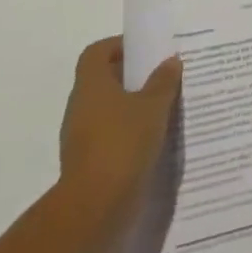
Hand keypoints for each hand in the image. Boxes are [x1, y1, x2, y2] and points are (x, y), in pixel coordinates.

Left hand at [58, 37, 182, 214]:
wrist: (96, 207)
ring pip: (109, 108)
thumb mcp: (153, 106)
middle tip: (165, 73)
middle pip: (104, 79)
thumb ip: (163, 81)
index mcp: (91, 86)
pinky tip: (157, 134)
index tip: (147, 50)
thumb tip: (170, 61)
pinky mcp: (90, 160)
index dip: (119, 45)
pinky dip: (131, 130)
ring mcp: (82, 136)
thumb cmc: (123, 143)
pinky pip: (112, 134)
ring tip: (167, 103)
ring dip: (134, 104)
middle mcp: (81, 107)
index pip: (97, 52)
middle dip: (134, 74)